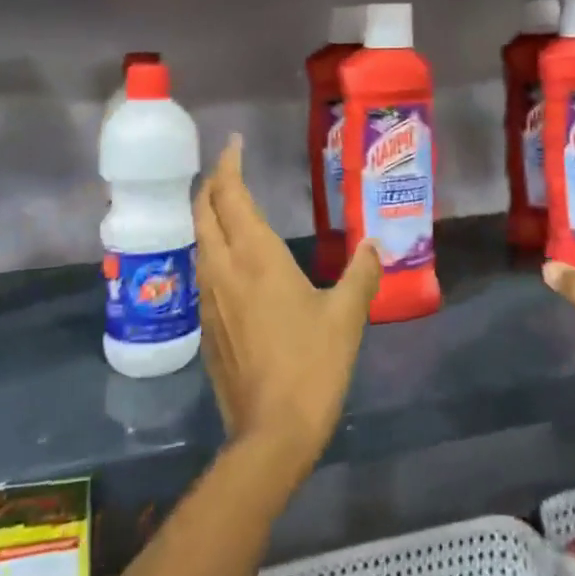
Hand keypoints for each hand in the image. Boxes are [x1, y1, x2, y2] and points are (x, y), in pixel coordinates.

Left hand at [194, 136, 382, 487]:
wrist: (271, 432)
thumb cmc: (312, 365)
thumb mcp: (347, 315)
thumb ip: (361, 273)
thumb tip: (376, 243)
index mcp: (255, 257)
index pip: (230, 195)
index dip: (228, 164)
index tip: (234, 142)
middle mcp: (223, 269)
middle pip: (203, 212)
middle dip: (212, 184)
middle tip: (229, 168)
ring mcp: (209, 299)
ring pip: (198, 241)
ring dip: (207, 215)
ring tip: (227, 205)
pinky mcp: (206, 326)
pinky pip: (202, 270)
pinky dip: (211, 247)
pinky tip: (230, 260)